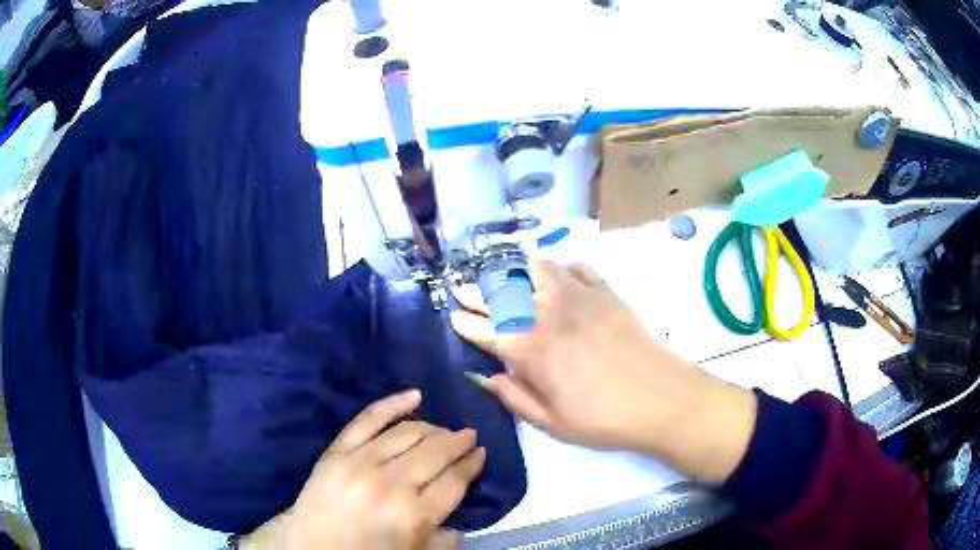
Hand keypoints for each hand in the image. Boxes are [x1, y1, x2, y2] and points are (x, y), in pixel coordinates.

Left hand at [241, 390, 482, 549]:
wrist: (311, 546)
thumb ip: (444, 541)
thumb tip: (461, 522)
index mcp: (414, 515)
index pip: (455, 481)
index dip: (472, 465)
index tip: (480, 454)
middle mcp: (392, 484)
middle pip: (436, 452)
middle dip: (458, 442)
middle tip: (469, 436)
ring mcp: (361, 462)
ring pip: (408, 433)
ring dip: (433, 428)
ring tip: (444, 429)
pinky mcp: (338, 450)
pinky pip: (369, 418)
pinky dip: (393, 403)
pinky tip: (414, 395)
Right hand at [451, 259, 755, 482]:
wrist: (662, 400)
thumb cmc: (604, 420)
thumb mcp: (552, 423)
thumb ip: (515, 398)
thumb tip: (485, 377)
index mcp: (532, 351)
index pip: (486, 330)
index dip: (466, 323)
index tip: (453, 316)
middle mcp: (548, 315)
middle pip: (503, 294)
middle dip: (477, 290)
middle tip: (462, 287)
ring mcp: (579, 297)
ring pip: (537, 268)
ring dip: (516, 269)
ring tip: (506, 275)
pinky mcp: (606, 291)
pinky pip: (577, 266)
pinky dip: (561, 266)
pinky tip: (558, 274)